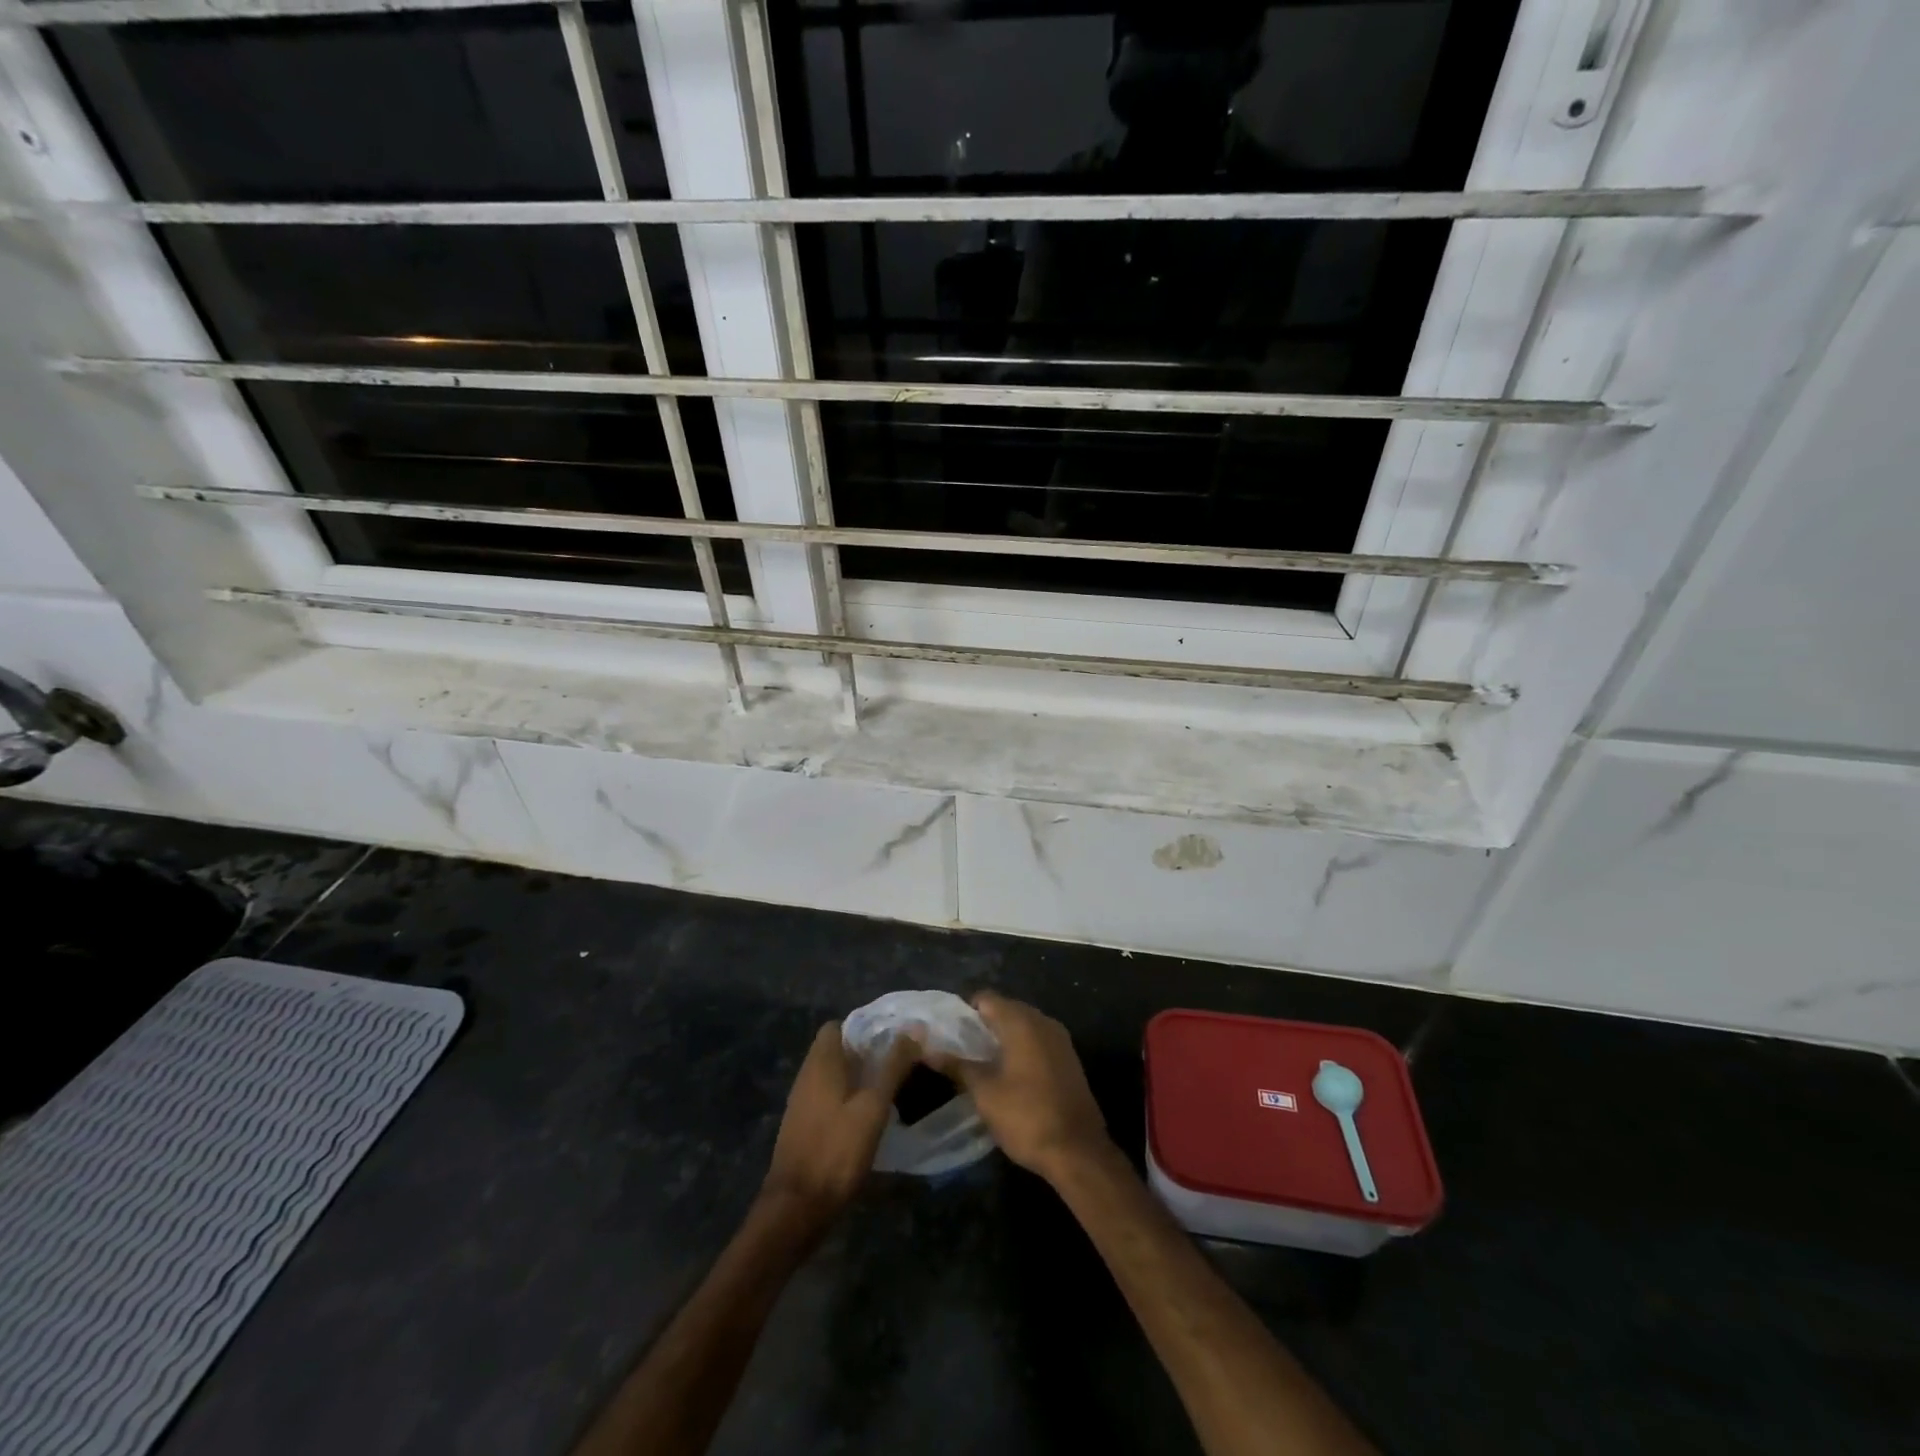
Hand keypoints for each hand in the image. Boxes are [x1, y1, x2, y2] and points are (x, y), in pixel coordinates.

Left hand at [761, 1022, 917, 1231]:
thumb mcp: (873, 1106)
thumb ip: (893, 1067)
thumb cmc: (836, 1150)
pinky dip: (848, 1098)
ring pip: (834, 1075)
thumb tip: (914, 1029)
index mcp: (820, 1062)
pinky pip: (828, 1097)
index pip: (838, 1025)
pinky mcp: (804, 1126)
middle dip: (866, 1053)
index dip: (864, 1027)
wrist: (797, 1207)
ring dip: (859, 1077)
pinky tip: (869, 1116)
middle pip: (837, 1050)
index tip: (893, 1037)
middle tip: (899, 1063)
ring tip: (891, 1087)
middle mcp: (807, 1075)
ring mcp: (802, 1102)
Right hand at [942, 991, 1111, 1183]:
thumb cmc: (1026, 1116)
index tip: (948, 1033)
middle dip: (982, 1025)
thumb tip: (927, 1050)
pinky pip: (1038, 1041)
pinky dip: (1020, 1049)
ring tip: (980, 1063)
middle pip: (1006, 1009)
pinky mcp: (1068, 1059)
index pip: (986, 998)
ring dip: (1002, 1038)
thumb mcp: (984, 1092)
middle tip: (960, 1049)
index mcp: (1022, 1021)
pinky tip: (1007, 1074)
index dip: (964, 1012)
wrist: (1078, 1151)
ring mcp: (1060, 1040)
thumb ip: (957, 1066)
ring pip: (1023, 1026)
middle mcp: (1043, 1021)